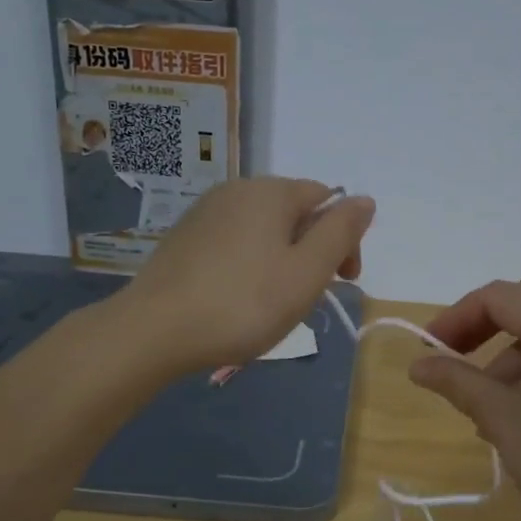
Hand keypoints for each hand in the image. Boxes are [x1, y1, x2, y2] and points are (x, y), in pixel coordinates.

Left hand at [120, 178, 374, 372]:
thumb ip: (340, 233)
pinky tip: (240, 298)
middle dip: (312, 251)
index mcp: (271, 192)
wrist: (155, 330)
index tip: (343, 282)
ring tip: (274, 303)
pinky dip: (250, 264)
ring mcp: (206, 212)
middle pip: (295, 213)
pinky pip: (235, 243)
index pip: (327, 200)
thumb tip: (364, 200)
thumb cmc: (243, 303)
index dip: (344, 240)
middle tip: (308, 298)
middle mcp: (237, 190)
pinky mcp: (185, 238)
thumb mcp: (306, 273)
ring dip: (282, 260)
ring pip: (264, 230)